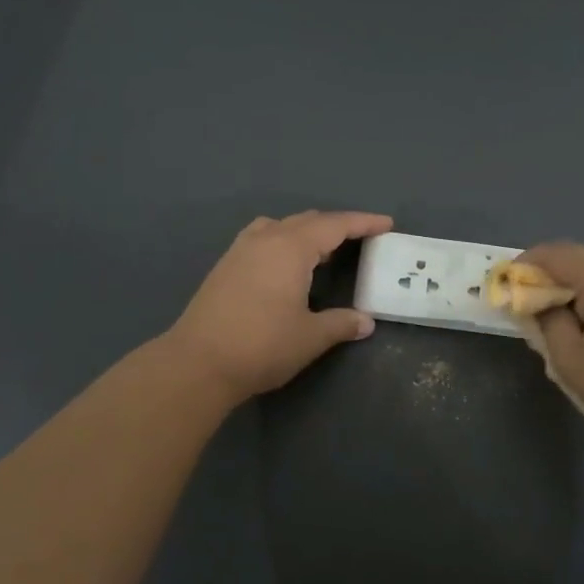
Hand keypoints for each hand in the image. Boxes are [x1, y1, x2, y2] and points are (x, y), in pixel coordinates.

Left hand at [165, 210, 391, 400]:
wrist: (198, 363)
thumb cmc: (262, 346)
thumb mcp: (310, 337)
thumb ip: (341, 324)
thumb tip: (365, 322)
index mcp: (291, 248)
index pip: (335, 225)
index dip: (363, 222)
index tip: (386, 223)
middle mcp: (266, 239)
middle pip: (308, 220)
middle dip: (337, 226)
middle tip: (361, 238)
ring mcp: (241, 250)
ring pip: (281, 226)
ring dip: (307, 231)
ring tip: (323, 249)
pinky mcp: (225, 266)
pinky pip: (262, 237)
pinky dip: (283, 240)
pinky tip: (285, 263)